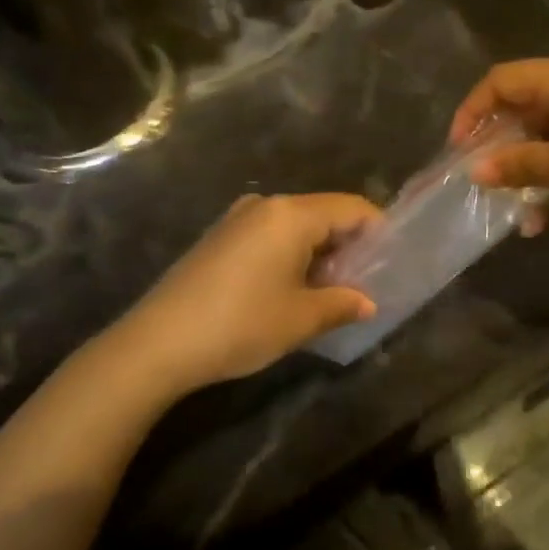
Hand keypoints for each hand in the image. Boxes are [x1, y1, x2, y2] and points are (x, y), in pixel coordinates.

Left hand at [103, 194, 380, 396]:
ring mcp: (237, 219)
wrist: (157, 344)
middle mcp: (265, 205)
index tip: (391, 263)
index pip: (352, 209)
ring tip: (330, 291)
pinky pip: (270, 236)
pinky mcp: (219, 238)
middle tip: (364, 283)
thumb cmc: (241, 324)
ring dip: (319, 253)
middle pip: (324, 214)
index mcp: (292, 214)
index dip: (378, 232)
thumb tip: (367, 303)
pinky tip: (291, 289)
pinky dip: (291, 256)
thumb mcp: (301, 319)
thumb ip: (342, 304)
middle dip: (348, 246)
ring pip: (297, 226)